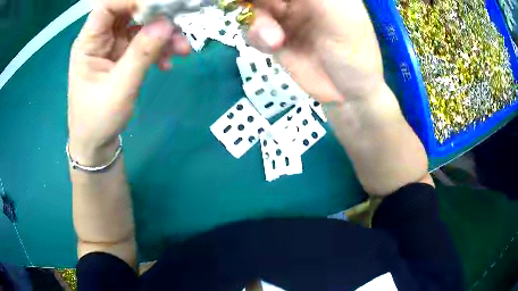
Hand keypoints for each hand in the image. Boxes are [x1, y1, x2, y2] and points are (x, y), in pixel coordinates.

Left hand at [68, 0, 189, 164]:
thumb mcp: (119, 88)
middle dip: (156, 15)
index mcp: (89, 42)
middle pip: (129, 11)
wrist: (97, 143)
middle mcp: (101, 38)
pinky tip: (168, 62)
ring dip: (164, 34)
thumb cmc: (98, 120)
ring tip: (182, 49)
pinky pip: (146, 42)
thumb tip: (167, 23)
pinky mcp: (124, 55)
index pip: (108, 6)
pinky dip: (160, 48)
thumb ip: (141, 54)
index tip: (161, 6)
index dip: (132, 0)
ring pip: (141, 25)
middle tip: (179, 22)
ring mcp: (113, 46)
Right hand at [246, 0, 383, 102]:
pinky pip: (250, 27)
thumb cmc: (354, 52)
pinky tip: (274, 45)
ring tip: (275, 38)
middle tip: (273, 14)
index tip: (270, 3)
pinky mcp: (273, 35)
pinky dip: (256, 35)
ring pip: (252, 6)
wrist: (347, 94)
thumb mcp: (338, 14)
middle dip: (258, 2)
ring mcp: (284, 15)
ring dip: (257, 19)